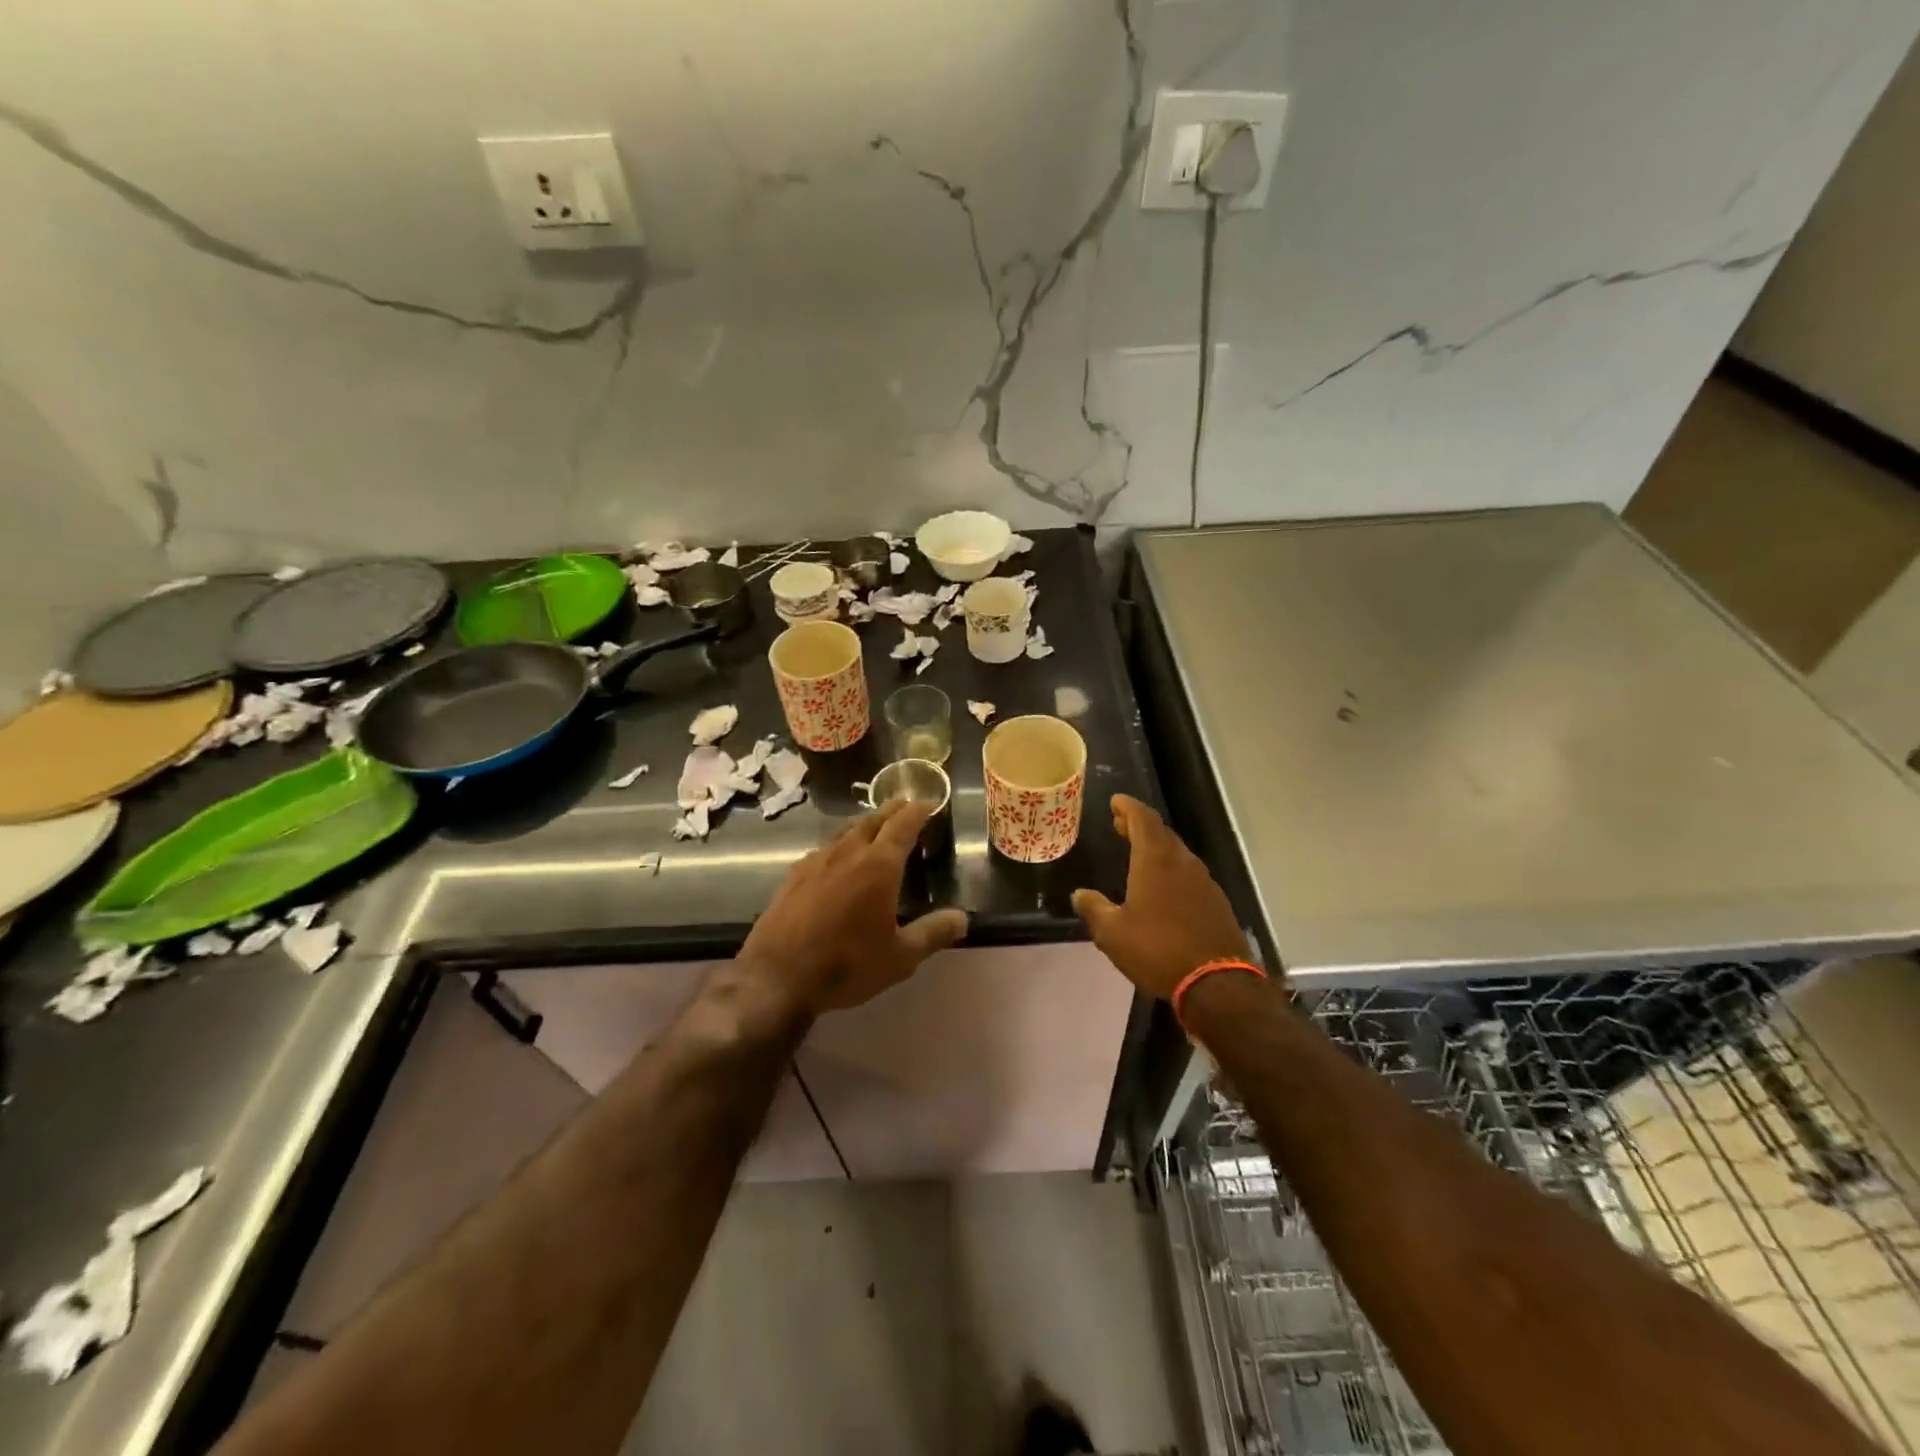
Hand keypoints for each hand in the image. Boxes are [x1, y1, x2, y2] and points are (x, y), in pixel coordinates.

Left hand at [738, 800, 967, 1014]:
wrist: (778, 977)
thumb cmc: (847, 965)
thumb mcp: (900, 957)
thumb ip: (933, 933)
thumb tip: (963, 918)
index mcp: (878, 866)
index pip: (902, 825)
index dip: (917, 811)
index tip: (928, 801)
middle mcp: (847, 853)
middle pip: (872, 821)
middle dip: (891, 811)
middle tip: (904, 805)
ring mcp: (815, 862)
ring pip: (844, 832)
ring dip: (863, 825)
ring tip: (873, 828)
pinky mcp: (792, 876)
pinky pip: (822, 850)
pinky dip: (838, 846)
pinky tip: (835, 860)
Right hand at [1072, 794, 1253, 998]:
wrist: (1217, 983)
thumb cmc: (1157, 950)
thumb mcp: (1113, 933)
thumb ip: (1094, 909)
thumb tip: (1080, 895)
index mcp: (1156, 860)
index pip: (1143, 818)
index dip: (1128, 806)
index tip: (1115, 801)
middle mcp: (1182, 863)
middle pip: (1161, 833)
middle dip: (1140, 826)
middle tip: (1121, 826)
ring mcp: (1204, 882)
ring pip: (1178, 854)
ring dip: (1157, 848)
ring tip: (1139, 855)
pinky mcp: (1217, 903)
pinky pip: (1190, 875)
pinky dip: (1172, 871)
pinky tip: (1164, 888)